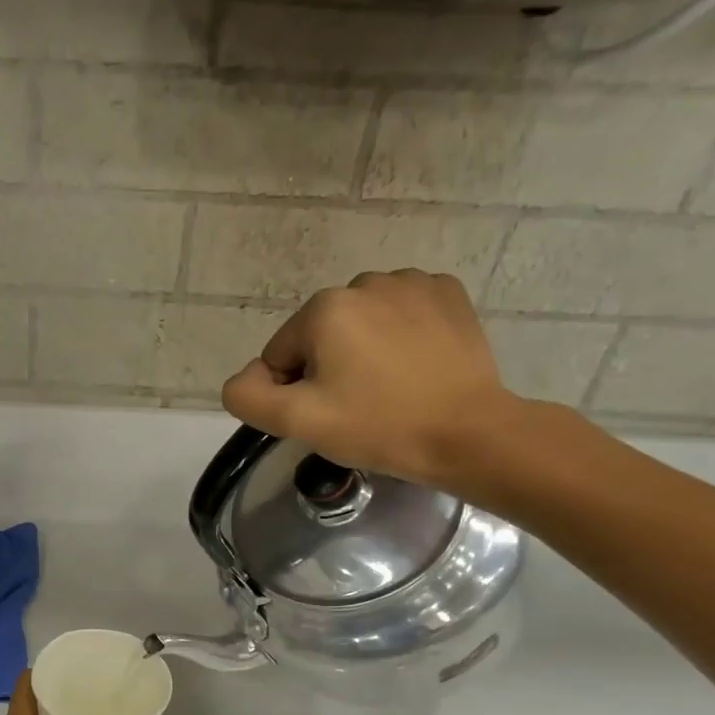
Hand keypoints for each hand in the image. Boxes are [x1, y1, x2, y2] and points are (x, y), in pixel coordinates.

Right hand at [221, 270, 518, 487]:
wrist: (467, 433)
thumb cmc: (377, 426)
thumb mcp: (297, 422)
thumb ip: (248, 397)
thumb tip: (247, 377)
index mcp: (324, 308)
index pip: (280, 354)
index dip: (293, 390)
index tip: (326, 414)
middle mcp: (365, 282)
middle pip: (320, 334)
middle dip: (328, 367)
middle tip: (356, 406)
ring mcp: (412, 283)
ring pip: (361, 322)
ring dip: (363, 350)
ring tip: (388, 387)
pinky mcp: (448, 293)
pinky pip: (401, 312)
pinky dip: (400, 335)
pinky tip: (414, 366)